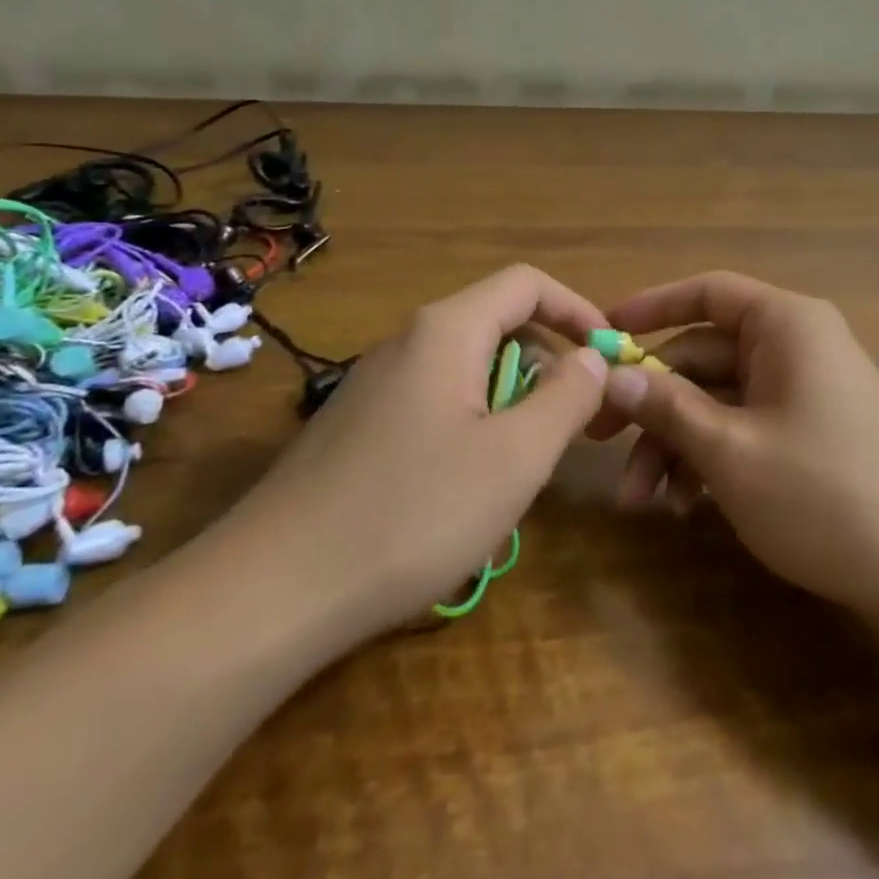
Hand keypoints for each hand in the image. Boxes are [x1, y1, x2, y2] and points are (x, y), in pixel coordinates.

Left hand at [207, 266, 610, 647]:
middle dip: (549, 366)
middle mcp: (407, 343)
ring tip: (525, 467)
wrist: (269, 594)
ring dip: (512, 405)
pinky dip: (473, 429)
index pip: (527, 284)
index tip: (610, 356)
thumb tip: (591, 358)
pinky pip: (436, 406)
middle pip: (499, 326)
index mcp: (447, 331)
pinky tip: (466, 493)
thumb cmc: (411, 513)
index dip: (578, 310)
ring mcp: (376, 386)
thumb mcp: (515, 457)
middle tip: (576, 426)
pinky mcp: (358, 429)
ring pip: (468, 372)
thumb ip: (567, 397)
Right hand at [591, 272, 878, 619]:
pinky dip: (712, 459)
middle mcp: (796, 346)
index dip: (650, 308)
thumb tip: (612, 375)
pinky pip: (747, 428)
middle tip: (598, 442)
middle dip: (653, 404)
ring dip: (677, 443)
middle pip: (704, 355)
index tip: (601, 336)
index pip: (706, 292)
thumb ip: (667, 406)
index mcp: (785, 325)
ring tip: (642, 502)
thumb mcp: (730, 451)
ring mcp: (805, 391)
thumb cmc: (825, 494)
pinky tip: (687, 508)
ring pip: (720, 400)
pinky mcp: (811, 433)